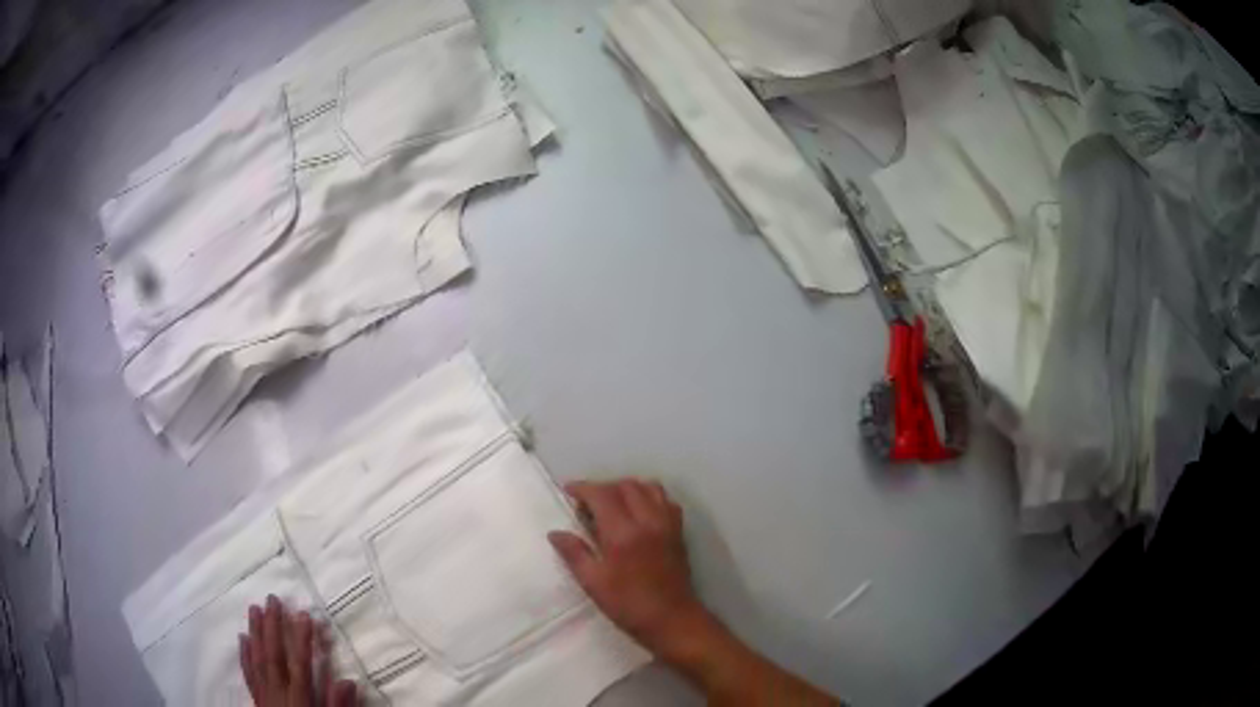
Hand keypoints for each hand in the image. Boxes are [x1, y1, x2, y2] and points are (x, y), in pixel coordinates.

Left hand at [239, 596, 358, 706]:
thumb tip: (348, 681)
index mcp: (299, 700)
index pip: (300, 665)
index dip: (302, 639)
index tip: (304, 614)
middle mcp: (278, 693)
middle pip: (273, 656)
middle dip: (273, 627)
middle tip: (272, 598)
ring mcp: (264, 696)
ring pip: (257, 660)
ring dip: (255, 633)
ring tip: (254, 609)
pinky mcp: (257, 700)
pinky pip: (248, 675)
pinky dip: (244, 656)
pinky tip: (242, 638)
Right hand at [548, 479, 709, 658]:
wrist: (672, 619)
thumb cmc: (628, 604)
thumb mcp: (593, 583)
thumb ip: (574, 553)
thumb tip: (555, 533)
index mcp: (623, 532)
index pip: (602, 494)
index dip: (583, 488)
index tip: (568, 491)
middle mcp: (647, 520)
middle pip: (625, 486)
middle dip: (603, 487)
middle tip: (587, 504)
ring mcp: (666, 523)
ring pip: (648, 487)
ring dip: (627, 488)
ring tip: (612, 505)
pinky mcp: (678, 531)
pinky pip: (665, 500)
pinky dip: (649, 496)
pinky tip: (638, 513)